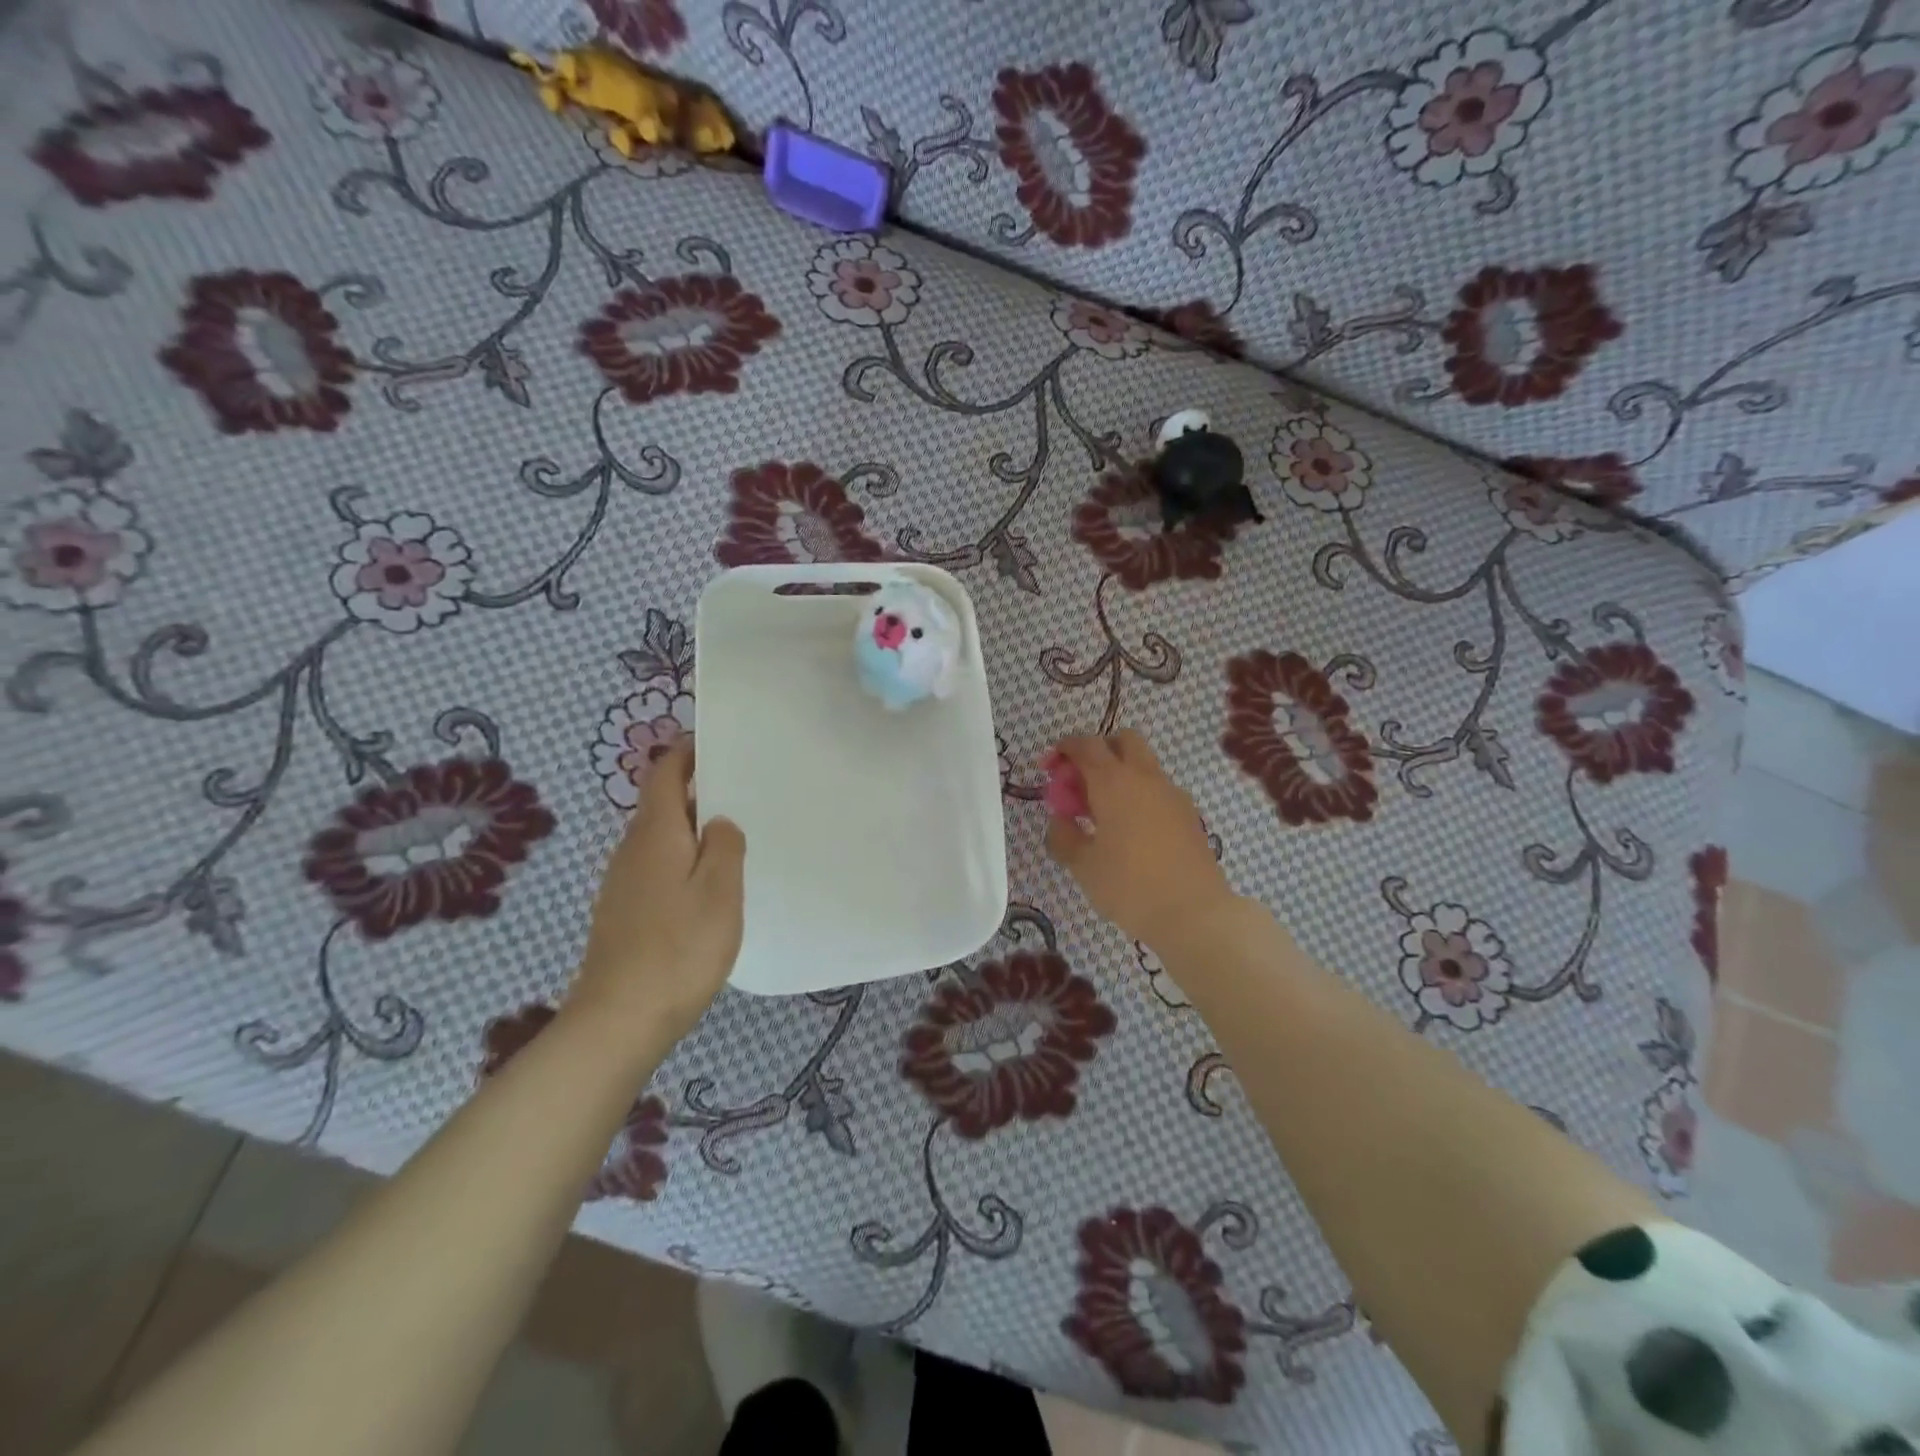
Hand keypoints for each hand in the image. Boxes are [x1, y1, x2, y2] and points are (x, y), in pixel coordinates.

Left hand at [570, 740, 745, 1043]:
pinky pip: (657, 869)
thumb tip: (717, 821)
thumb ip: (723, 846)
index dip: (685, 753)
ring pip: (660, 840)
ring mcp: (622, 884)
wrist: (619, 1020)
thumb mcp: (719, 891)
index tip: (716, 744)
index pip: (662, 774)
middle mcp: (631, 851)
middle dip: (696, 792)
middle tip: (742, 795)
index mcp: (655, 834)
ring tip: (733, 840)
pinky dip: (682, 862)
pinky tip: (707, 889)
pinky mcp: (623, 913)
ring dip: (692, 831)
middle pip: (661, 805)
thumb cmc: (678, 948)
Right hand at [1044, 729, 1236, 951]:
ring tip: (1102, 813)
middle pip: (1123, 740)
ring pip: (1143, 764)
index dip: (1064, 749)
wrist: (1194, 913)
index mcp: (1113, 782)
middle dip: (1098, 751)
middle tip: (1081, 783)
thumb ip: (1063, 834)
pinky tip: (1130, 831)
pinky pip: (1157, 789)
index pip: (1086, 744)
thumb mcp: (1082, 865)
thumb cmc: (1129, 887)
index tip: (1050, 767)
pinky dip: (1139, 794)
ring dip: (1120, 774)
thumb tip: (1060, 819)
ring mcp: (1172, 794)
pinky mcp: (1189, 814)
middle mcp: (1145, 777)